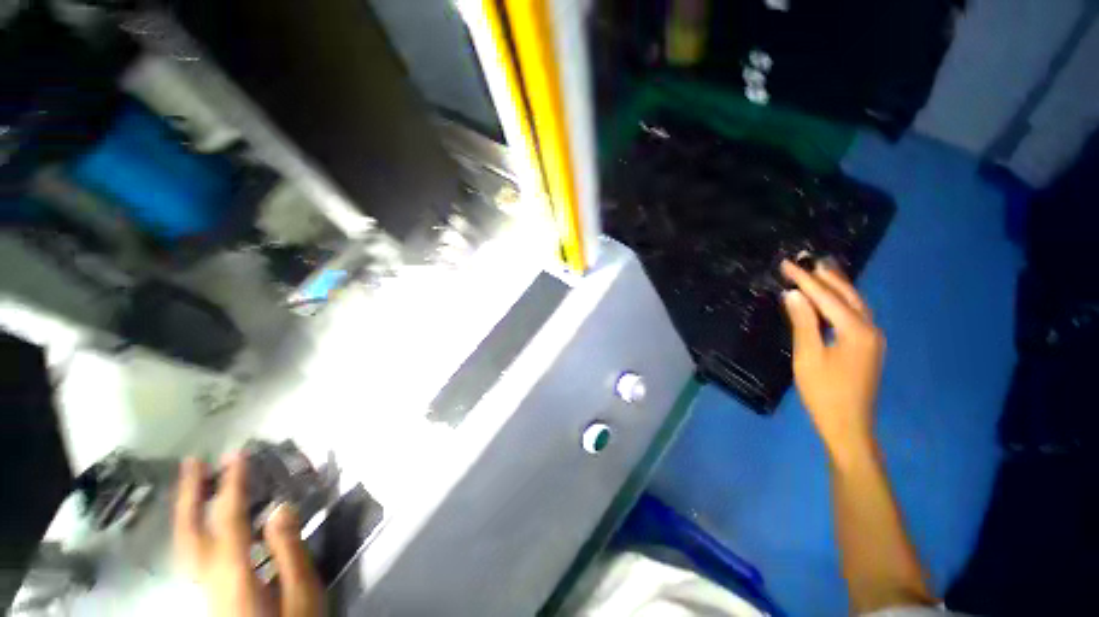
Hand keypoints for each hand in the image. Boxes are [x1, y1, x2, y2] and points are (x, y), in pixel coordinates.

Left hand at [174, 455, 323, 616]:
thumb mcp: (302, 593)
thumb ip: (289, 551)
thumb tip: (280, 508)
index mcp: (234, 576)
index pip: (227, 520)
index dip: (231, 485)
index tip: (237, 454)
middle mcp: (208, 580)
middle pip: (189, 533)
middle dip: (189, 495)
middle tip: (193, 462)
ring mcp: (203, 590)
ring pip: (185, 545)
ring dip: (188, 510)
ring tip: (194, 484)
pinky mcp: (208, 595)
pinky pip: (193, 555)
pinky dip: (194, 529)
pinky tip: (203, 522)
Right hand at [781, 259, 883, 462]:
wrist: (848, 425)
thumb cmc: (823, 392)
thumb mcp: (807, 356)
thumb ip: (803, 323)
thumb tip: (793, 294)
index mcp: (855, 331)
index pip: (826, 297)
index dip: (804, 279)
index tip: (787, 263)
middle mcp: (870, 329)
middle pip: (848, 295)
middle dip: (826, 276)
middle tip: (807, 259)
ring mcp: (872, 338)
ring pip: (855, 303)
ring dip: (837, 285)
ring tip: (820, 269)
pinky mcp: (867, 346)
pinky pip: (855, 314)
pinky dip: (842, 300)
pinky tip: (832, 297)